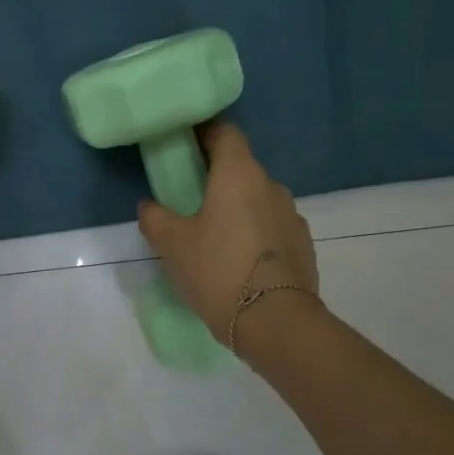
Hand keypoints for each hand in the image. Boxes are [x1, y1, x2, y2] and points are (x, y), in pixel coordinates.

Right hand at [136, 122, 318, 352]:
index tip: (185, 146)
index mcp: (239, 174)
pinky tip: (238, 261)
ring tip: (214, 237)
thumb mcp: (172, 244)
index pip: (225, 133)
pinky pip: (272, 227)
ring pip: (258, 200)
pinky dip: (254, 234)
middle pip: (241, 168)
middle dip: (217, 177)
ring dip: (237, 208)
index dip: (204, 133)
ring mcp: (292, 215)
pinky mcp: (303, 244)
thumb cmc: (217, 270)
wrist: (275, 321)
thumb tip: (150, 206)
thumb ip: (155, 218)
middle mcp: (271, 186)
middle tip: (190, 199)